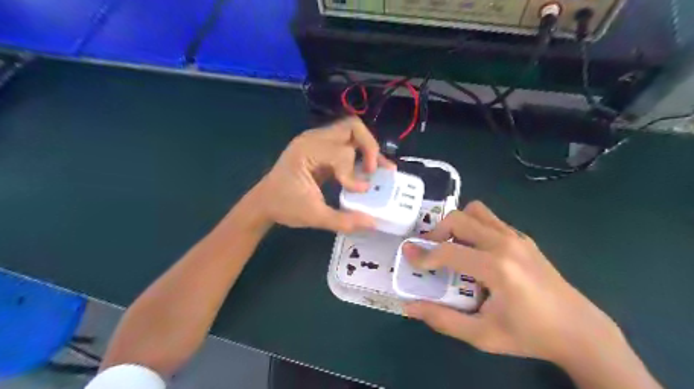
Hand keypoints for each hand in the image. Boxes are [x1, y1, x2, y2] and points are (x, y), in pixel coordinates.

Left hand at [249, 117, 392, 234]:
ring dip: (367, 149)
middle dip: (369, 147)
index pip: (341, 152)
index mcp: (306, 151)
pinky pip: (346, 143)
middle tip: (376, 170)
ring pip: (351, 132)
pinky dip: (360, 153)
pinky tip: (369, 169)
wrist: (263, 203)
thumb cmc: (284, 207)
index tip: (360, 191)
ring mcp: (317, 141)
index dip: (354, 172)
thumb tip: (373, 224)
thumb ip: (344, 220)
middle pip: (352, 127)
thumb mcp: (314, 216)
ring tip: (380, 168)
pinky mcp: (321, 148)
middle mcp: (313, 139)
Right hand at [401, 202, 622, 365]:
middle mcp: (505, 243)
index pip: (448, 251)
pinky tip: (475, 250)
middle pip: (458, 219)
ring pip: (475, 211)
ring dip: (457, 224)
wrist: (580, 331)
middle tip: (430, 251)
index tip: (407, 255)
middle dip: (437, 232)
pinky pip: (490, 220)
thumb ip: (443, 319)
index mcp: (497, 268)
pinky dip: (474, 226)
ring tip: (451, 245)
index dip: (423, 254)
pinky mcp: (524, 238)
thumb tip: (409, 307)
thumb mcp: (482, 336)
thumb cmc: (529, 335)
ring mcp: (517, 237)